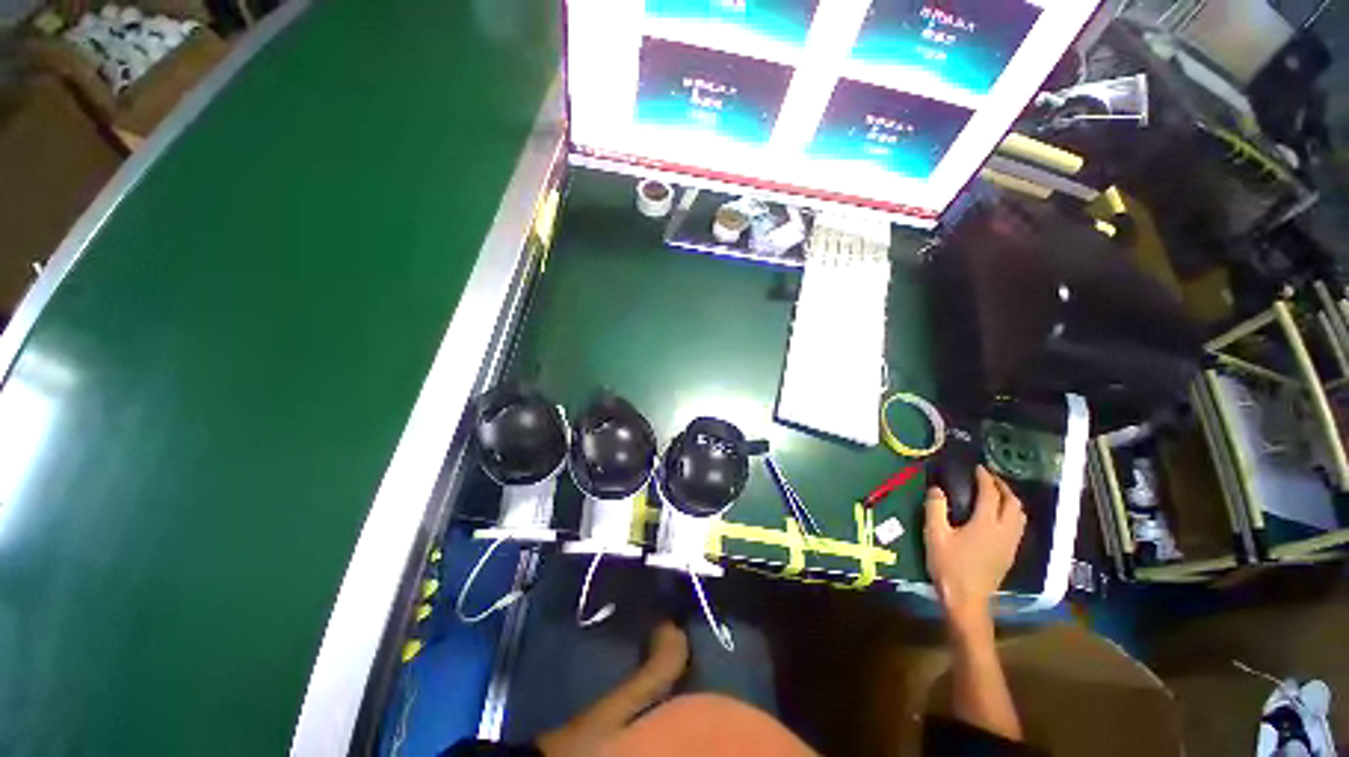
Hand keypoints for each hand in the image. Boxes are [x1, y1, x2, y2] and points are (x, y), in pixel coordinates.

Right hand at [924, 465, 1025, 627]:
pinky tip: (998, 517)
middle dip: (1003, 487)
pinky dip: (1011, 514)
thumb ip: (935, 509)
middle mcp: (1004, 531)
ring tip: (996, 494)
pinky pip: (1018, 527)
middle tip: (988, 478)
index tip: (978, 468)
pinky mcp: (1010, 554)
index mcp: (986, 524)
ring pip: (1020, 516)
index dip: (985, 478)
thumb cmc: (949, 565)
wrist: (967, 599)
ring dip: (1010, 500)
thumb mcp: (935, 535)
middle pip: (1013, 503)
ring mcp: (1010, 544)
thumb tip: (937, 489)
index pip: (991, 494)